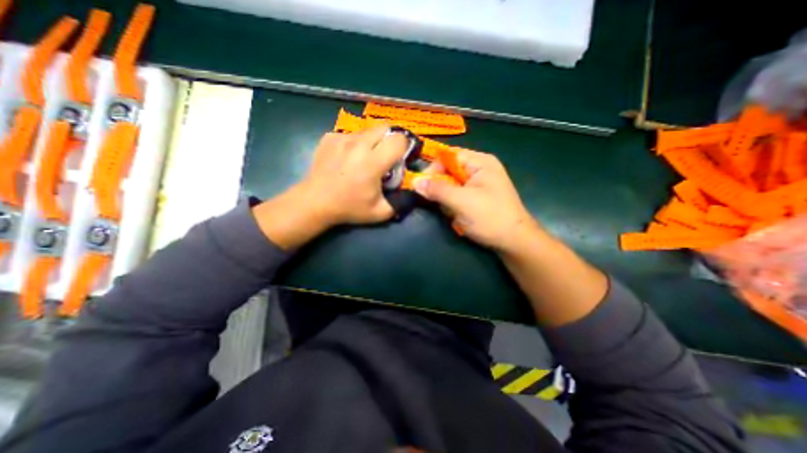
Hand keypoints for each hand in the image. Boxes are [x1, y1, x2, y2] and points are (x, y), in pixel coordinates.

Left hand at [300, 125, 409, 224]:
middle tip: (385, 156)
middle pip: (385, 127)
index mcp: (373, 162)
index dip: (404, 147)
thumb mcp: (380, 212)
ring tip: (365, 158)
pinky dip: (354, 144)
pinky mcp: (329, 137)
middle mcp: (359, 144)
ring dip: (373, 141)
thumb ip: (400, 202)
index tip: (400, 158)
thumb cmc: (348, 208)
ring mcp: (342, 138)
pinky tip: (347, 159)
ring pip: (367, 130)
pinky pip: (350, 135)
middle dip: (390, 140)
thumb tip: (410, 193)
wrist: (315, 202)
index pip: (399, 140)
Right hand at [416, 150, 540, 251]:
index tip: (421, 184)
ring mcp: (478, 184)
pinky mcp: (476, 197)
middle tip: (438, 202)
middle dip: (441, 187)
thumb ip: (437, 190)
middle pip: (449, 170)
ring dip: (446, 199)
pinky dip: (452, 205)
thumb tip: (414, 182)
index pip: (449, 155)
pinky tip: (458, 216)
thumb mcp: (462, 201)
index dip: (434, 167)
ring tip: (453, 212)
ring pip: (450, 185)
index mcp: (480, 162)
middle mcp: (479, 169)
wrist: (513, 241)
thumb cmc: (490, 218)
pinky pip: (456, 196)